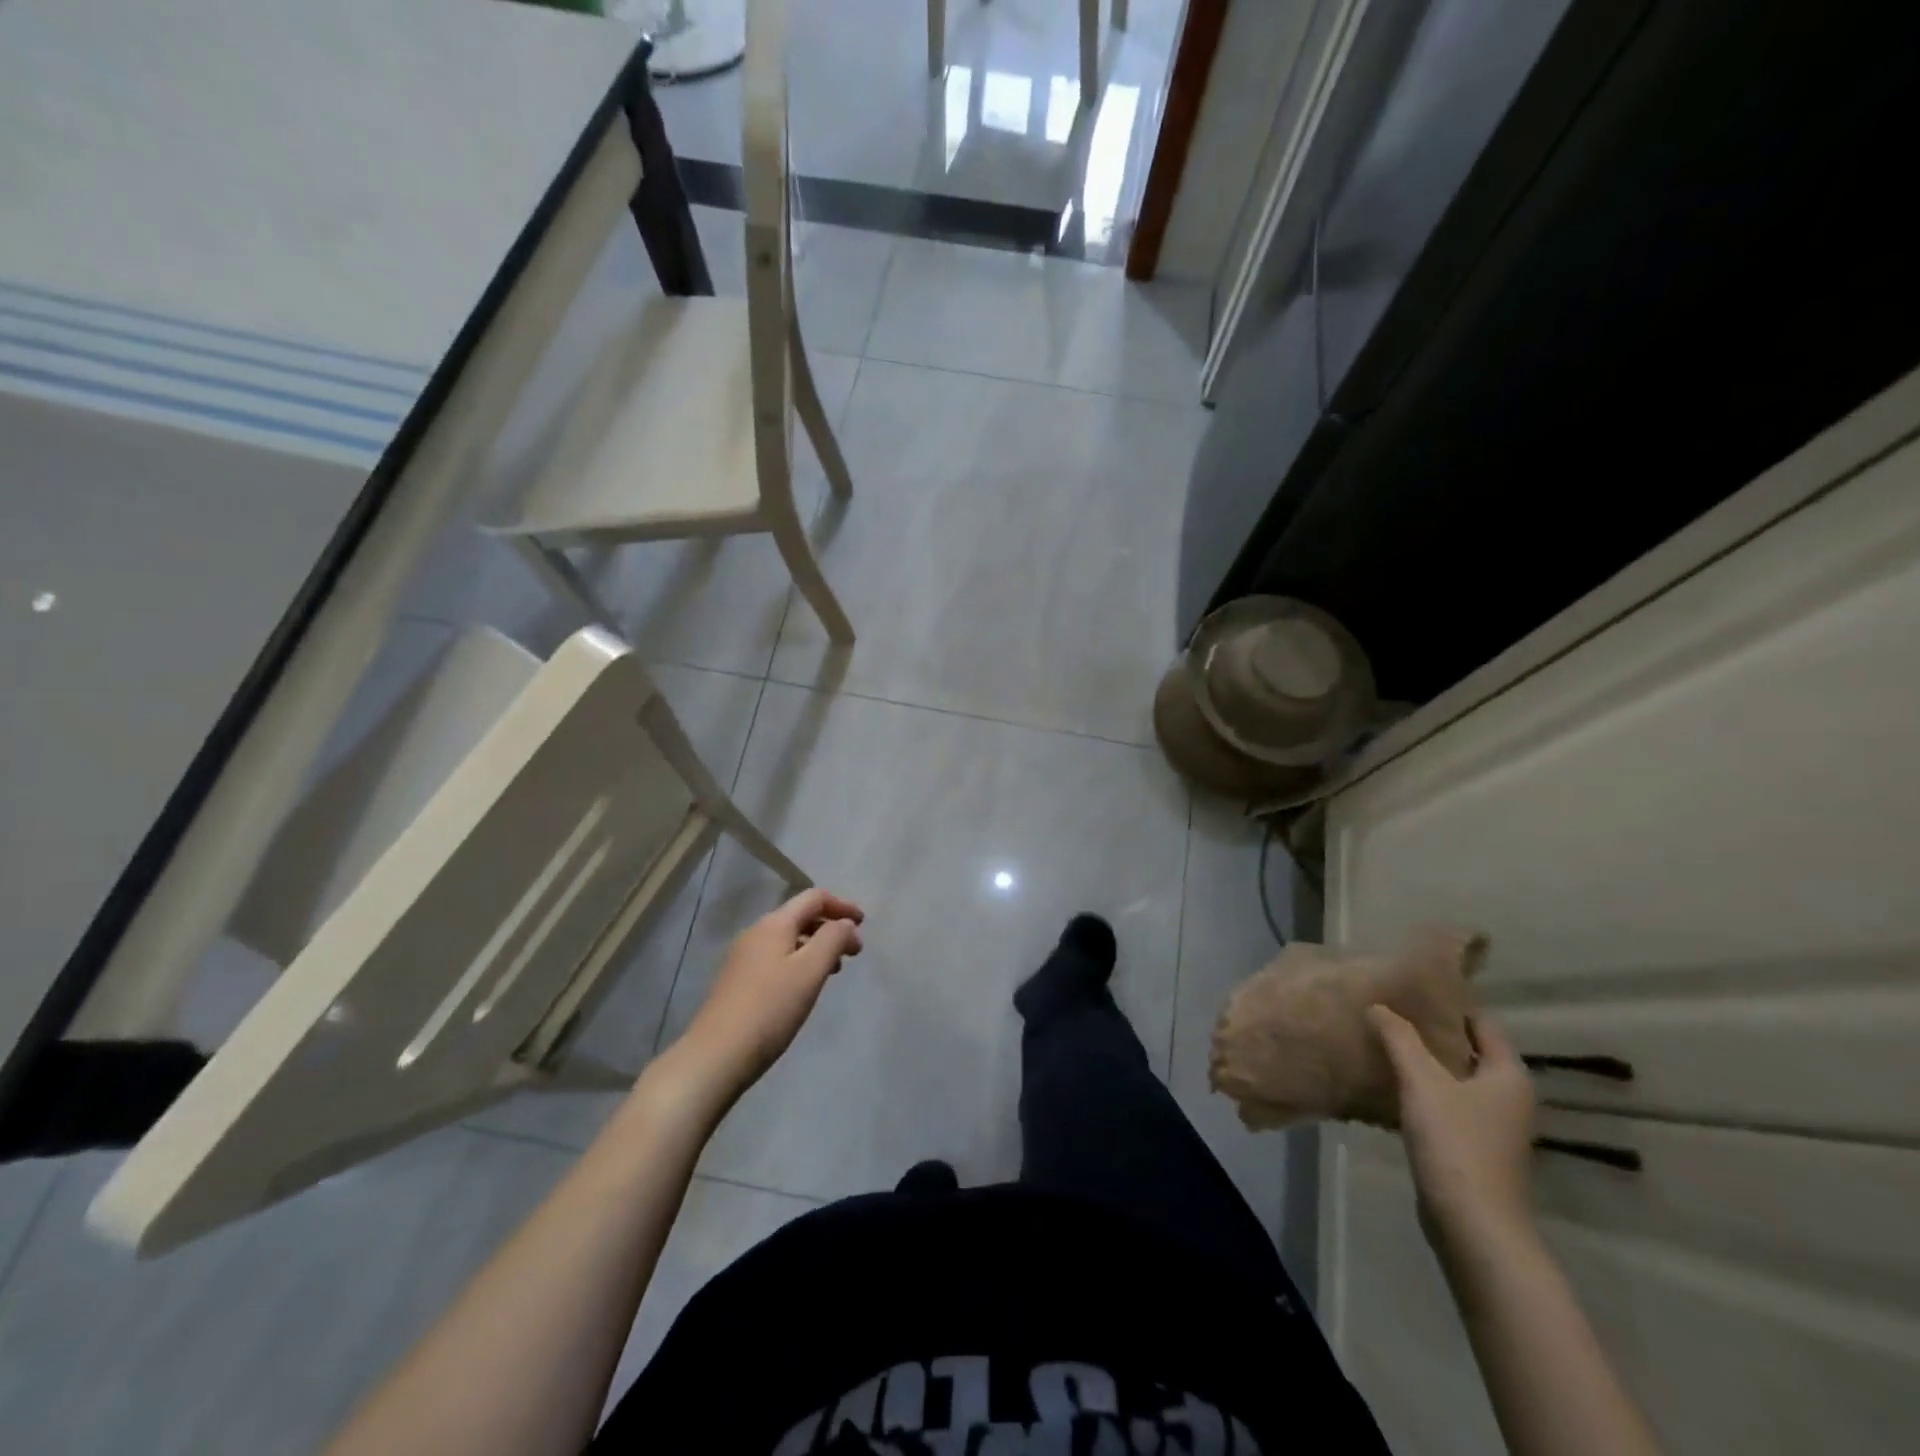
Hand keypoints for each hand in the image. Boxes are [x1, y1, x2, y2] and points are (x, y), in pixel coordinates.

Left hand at [677, 889, 864, 1101]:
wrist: (715, 1056)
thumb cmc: (770, 1009)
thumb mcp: (810, 971)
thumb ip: (833, 940)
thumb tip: (846, 924)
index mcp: (774, 924)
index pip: (813, 898)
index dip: (842, 906)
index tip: (864, 925)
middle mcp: (756, 933)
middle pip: (800, 916)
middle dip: (830, 927)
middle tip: (853, 952)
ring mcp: (743, 958)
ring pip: (788, 939)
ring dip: (815, 946)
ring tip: (834, 970)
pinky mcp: (737, 982)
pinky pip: (776, 958)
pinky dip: (799, 962)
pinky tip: (804, 987)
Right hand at [1369, 1006, 1537, 1259]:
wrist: (1474, 1226)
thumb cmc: (1456, 1144)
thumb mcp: (1422, 1082)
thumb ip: (1399, 1039)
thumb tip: (1378, 1005)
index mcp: (1508, 1075)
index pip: (1481, 1023)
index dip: (1449, 1004)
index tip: (1410, 988)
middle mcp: (1508, 1096)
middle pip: (1467, 1050)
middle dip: (1430, 1031)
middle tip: (1389, 1010)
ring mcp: (1492, 1125)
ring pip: (1454, 1078)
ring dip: (1423, 1062)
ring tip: (1383, 1041)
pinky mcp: (1473, 1148)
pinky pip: (1446, 1104)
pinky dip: (1422, 1090)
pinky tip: (1389, 1085)